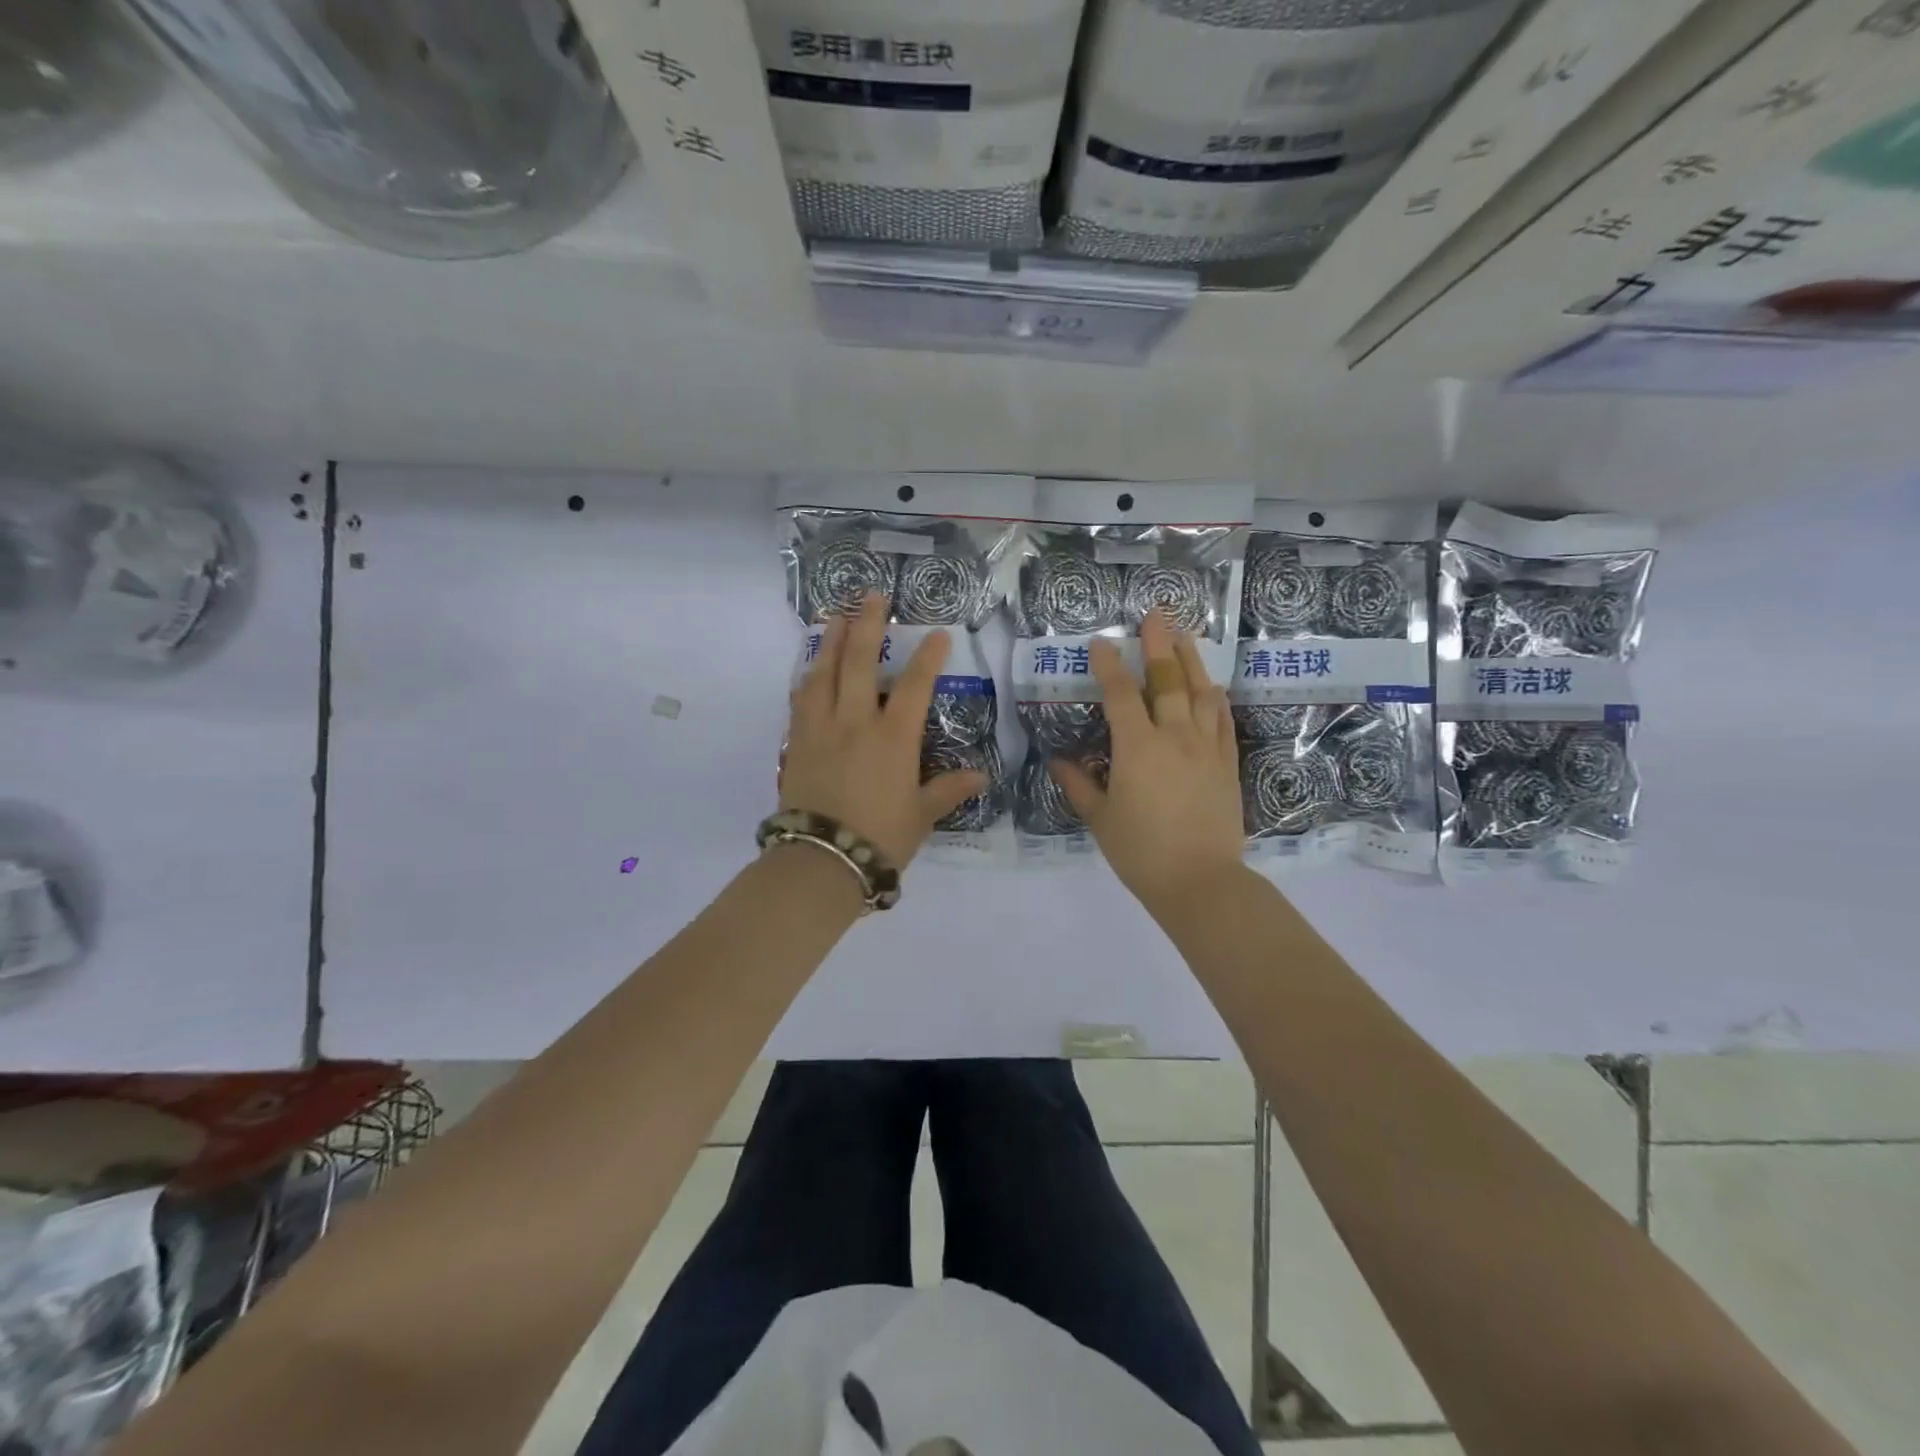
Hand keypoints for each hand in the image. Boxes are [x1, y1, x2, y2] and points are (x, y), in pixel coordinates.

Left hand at [781, 594, 987, 868]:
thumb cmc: (880, 838)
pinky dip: (807, 678)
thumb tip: (980, 776)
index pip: (913, 686)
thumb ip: (948, 790)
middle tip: (871, 596)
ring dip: (830, 641)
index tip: (937, 634)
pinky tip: (809, 669)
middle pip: (858, 663)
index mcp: (893, 738)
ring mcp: (820, 729)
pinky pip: (800, 700)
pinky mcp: (795, 743)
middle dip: (867, 625)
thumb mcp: (921, 815)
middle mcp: (854, 723)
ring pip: (822, 673)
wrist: (821, 861)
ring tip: (835, 617)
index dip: (928, 657)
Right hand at [1051, 610, 1244, 915]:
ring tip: (1185, 637)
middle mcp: (1174, 737)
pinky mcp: (1227, 764)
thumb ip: (1078, 785)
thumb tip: (1057, 761)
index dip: (1109, 665)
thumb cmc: (1141, 852)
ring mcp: (1206, 748)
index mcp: (1137, 748)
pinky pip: (1223, 721)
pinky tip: (1213, 687)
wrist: (1201, 882)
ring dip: (1192, 661)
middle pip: (1168, 680)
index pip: (1121, 694)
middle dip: (1158, 645)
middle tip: (1156, 615)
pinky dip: (1217, 699)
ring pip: (1201, 693)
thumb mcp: (1100, 819)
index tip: (1101, 642)